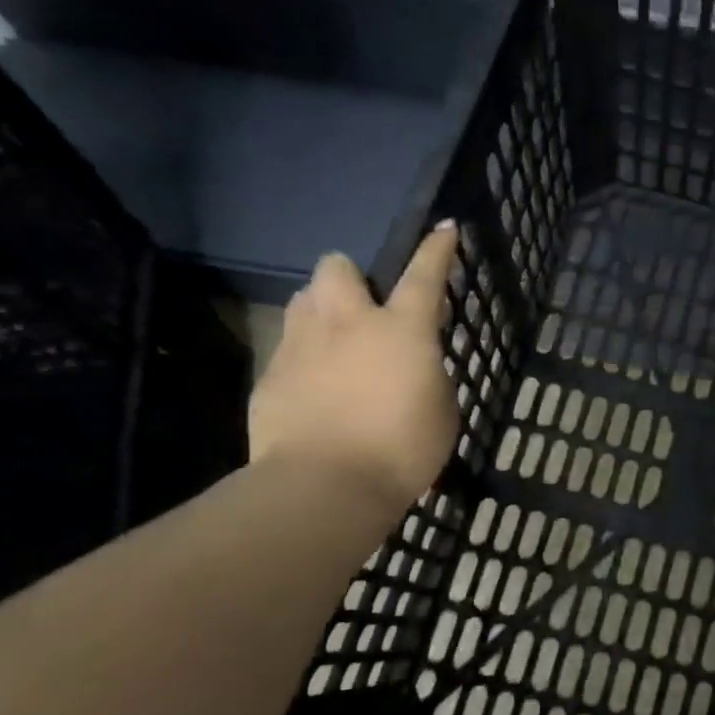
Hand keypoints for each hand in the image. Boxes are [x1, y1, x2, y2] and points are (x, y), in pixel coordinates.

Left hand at [248, 225, 460, 507]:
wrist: (325, 486)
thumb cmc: (402, 449)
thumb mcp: (442, 410)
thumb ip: (429, 374)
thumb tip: (413, 364)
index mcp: (402, 329)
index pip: (425, 274)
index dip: (437, 249)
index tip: (444, 228)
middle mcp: (348, 323)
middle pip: (338, 267)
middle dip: (351, 277)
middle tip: (365, 309)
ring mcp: (302, 345)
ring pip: (304, 300)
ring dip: (322, 310)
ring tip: (335, 343)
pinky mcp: (270, 376)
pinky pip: (287, 347)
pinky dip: (304, 357)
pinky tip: (314, 391)